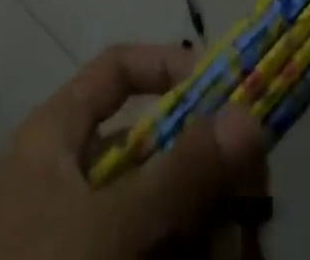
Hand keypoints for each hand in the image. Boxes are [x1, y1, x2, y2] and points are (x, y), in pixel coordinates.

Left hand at [0, 43, 265, 259]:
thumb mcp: (111, 226)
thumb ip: (181, 174)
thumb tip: (249, 116)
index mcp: (53, 136)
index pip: (116, 71)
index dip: (169, 68)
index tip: (225, 91)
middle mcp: (67, 177)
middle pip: (148, 146)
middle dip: (204, 165)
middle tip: (255, 186)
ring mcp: (80, 236)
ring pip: (157, 208)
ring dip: (206, 218)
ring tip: (246, 241)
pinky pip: (152, 251)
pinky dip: (188, 254)